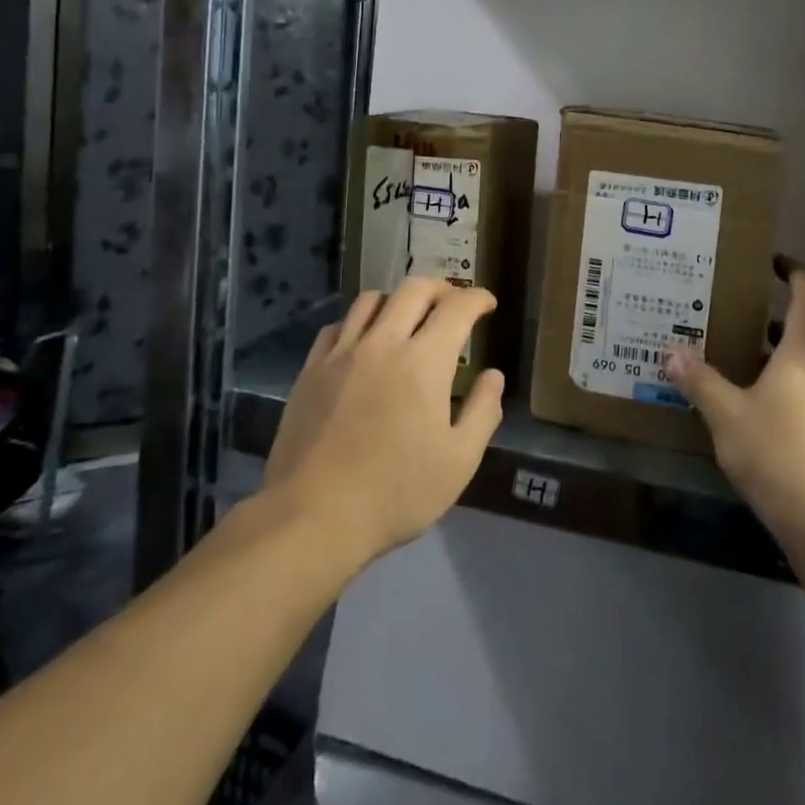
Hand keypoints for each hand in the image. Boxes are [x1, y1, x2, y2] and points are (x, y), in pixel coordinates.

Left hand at [261, 278, 503, 564]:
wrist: (312, 517)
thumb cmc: (395, 493)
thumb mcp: (459, 462)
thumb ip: (482, 412)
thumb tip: (493, 375)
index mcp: (425, 362)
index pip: (457, 308)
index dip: (477, 298)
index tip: (487, 303)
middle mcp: (384, 343)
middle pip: (414, 289)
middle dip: (441, 288)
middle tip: (452, 303)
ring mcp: (342, 353)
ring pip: (372, 299)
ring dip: (398, 299)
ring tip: (407, 317)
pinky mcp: (311, 369)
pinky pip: (337, 326)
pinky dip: (358, 322)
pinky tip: (363, 342)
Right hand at [666, 257, 804, 545]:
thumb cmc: (776, 453)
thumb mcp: (726, 414)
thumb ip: (699, 381)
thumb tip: (672, 351)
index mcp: (803, 357)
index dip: (795, 275)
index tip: (774, 262)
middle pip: (802, 337)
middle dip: (770, 325)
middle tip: (733, 320)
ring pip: (804, 373)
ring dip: (775, 363)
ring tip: (737, 367)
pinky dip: (784, 394)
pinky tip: (755, 415)